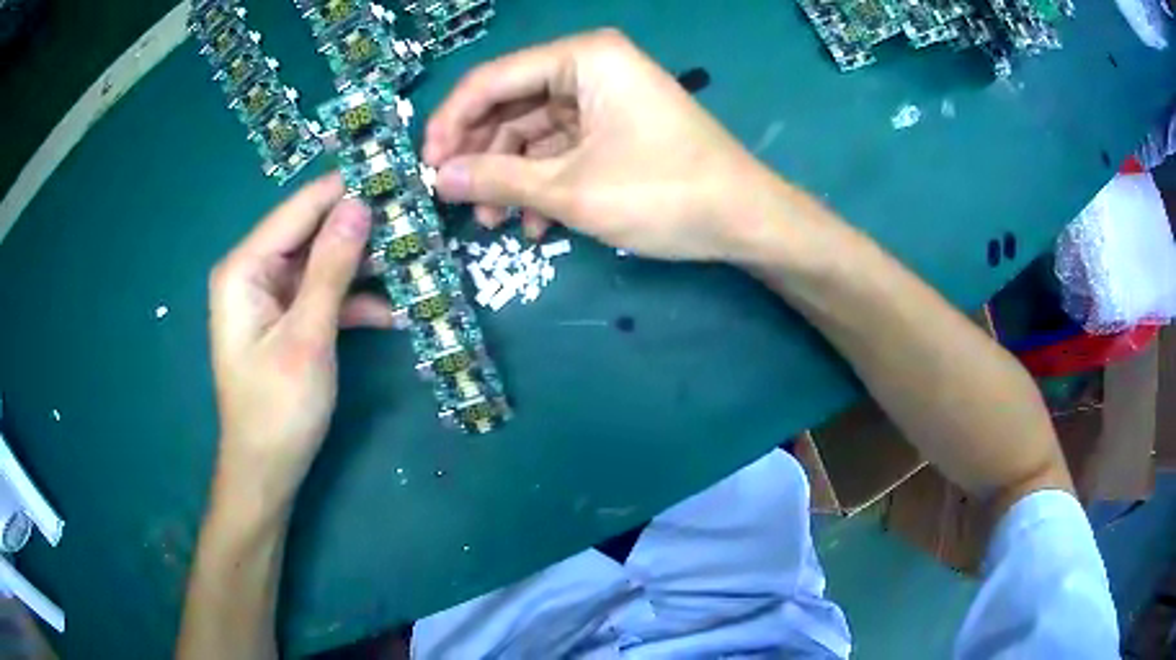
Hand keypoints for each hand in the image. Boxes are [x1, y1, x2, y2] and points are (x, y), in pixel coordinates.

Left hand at [207, 174, 392, 515]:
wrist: (267, 471)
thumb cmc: (278, 409)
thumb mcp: (307, 336)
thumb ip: (331, 268)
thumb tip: (360, 203)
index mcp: (245, 267)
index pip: (301, 208)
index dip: (347, 188)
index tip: (398, 171)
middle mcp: (256, 271)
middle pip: (314, 232)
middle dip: (363, 227)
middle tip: (419, 218)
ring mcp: (274, 295)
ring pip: (325, 262)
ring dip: (367, 266)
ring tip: (417, 259)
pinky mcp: (290, 318)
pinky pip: (326, 294)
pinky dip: (357, 301)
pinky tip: (395, 311)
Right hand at [423, 29, 776, 261]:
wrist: (744, 220)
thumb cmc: (663, 193)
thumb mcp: (571, 190)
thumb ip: (496, 180)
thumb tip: (437, 180)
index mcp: (582, 57)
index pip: (492, 80)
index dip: (451, 123)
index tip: (425, 167)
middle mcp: (590, 66)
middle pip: (511, 105)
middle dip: (481, 156)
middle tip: (453, 200)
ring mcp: (604, 98)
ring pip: (533, 132)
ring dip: (510, 178)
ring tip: (492, 224)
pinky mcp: (615, 128)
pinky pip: (562, 148)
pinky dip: (543, 183)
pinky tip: (534, 226)